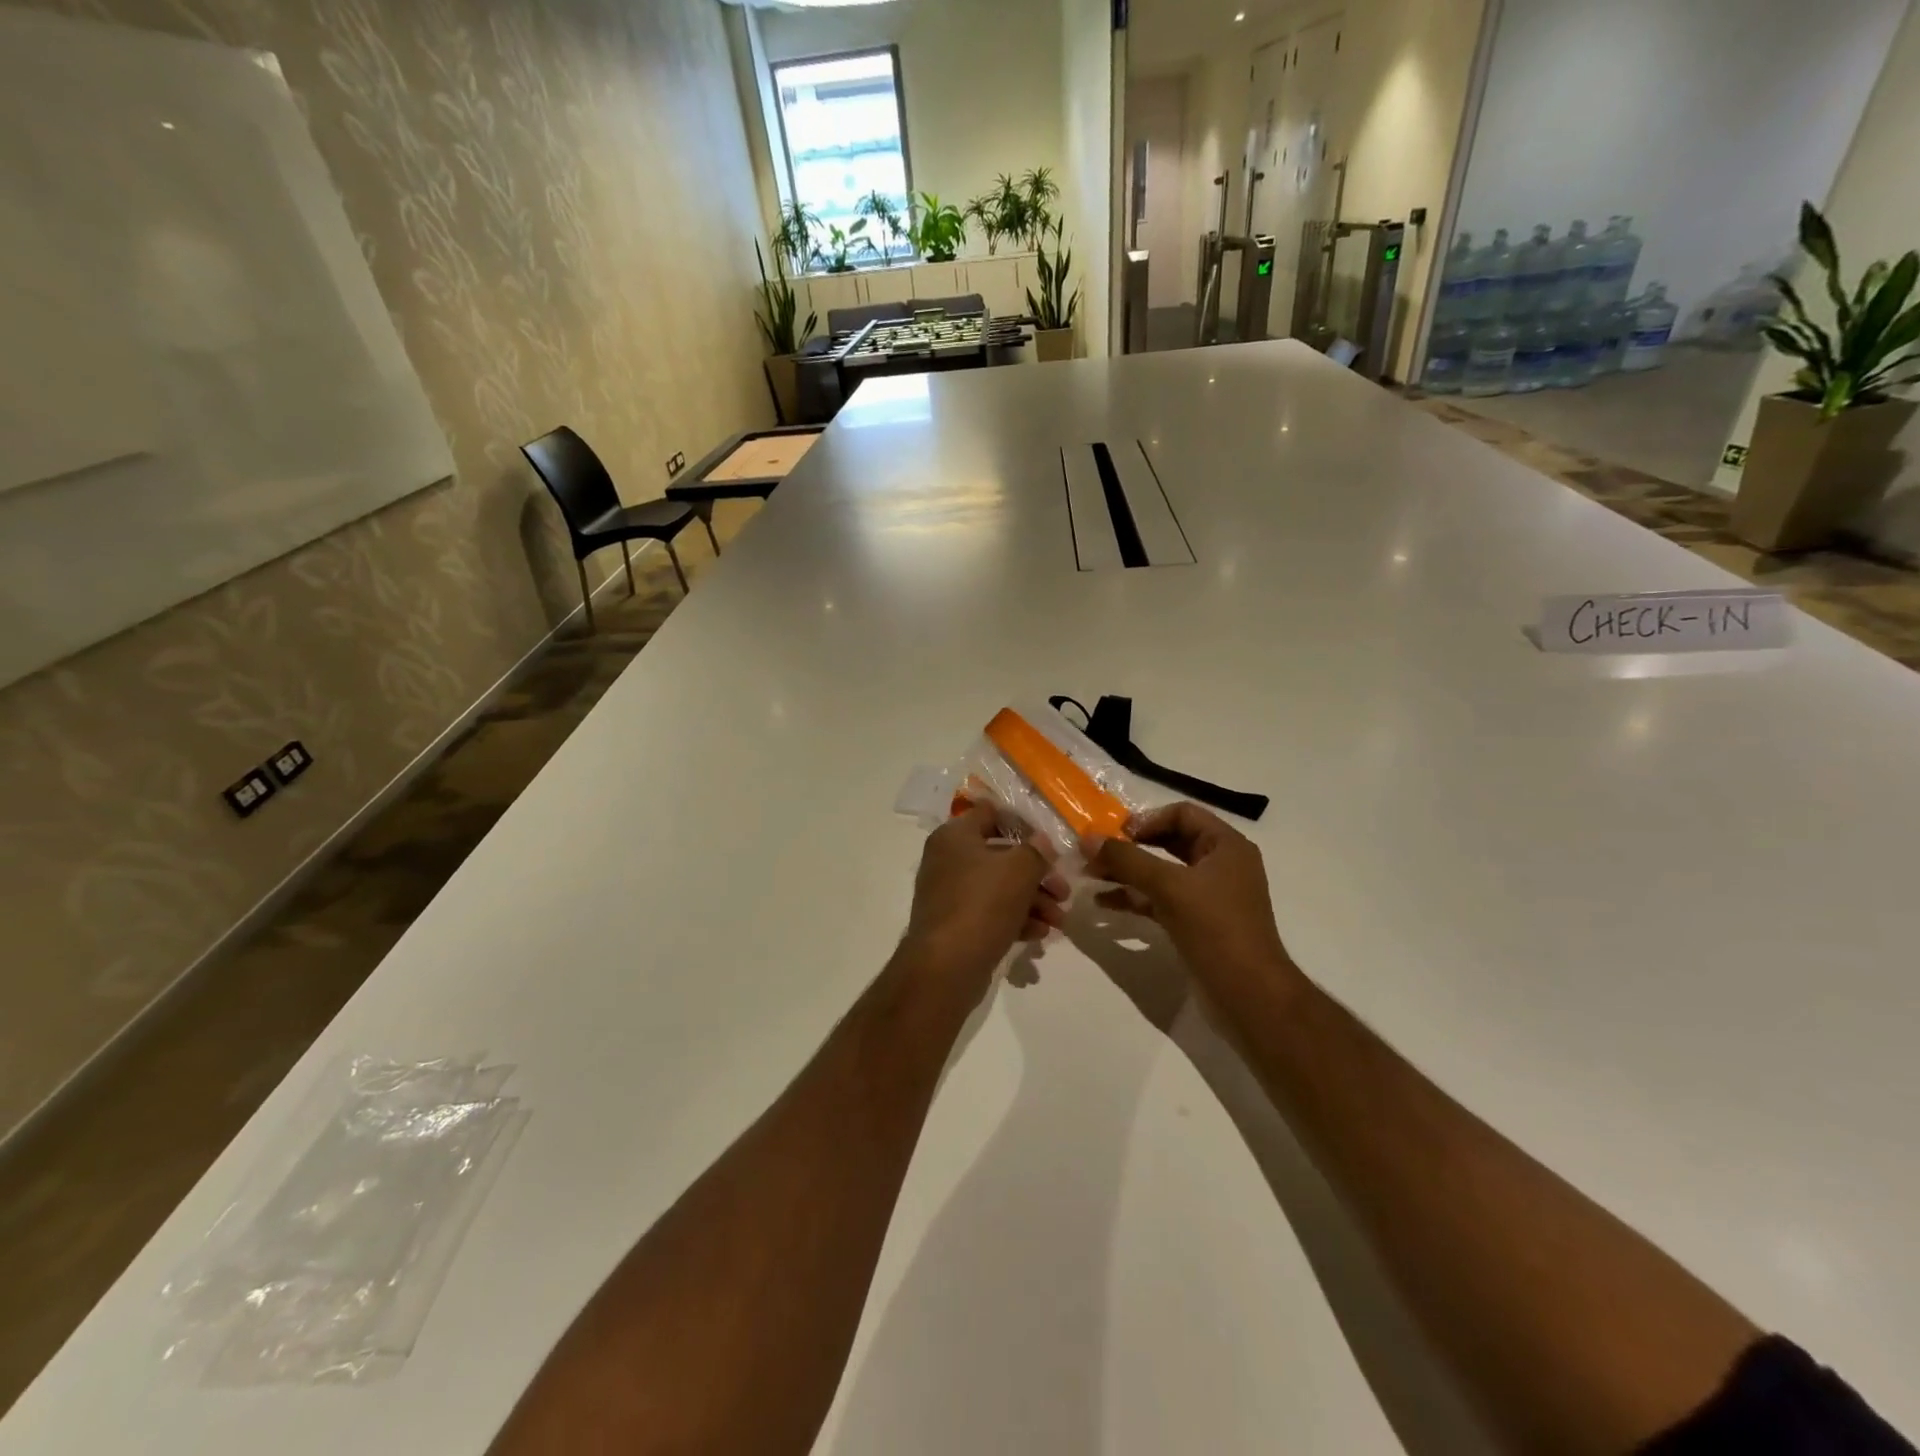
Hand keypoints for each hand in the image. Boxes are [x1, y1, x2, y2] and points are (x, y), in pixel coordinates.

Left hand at [903, 803, 1069, 988]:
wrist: (946, 967)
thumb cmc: (982, 904)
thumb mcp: (1019, 870)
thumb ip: (1036, 851)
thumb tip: (1042, 842)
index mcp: (955, 836)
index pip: (990, 813)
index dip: (1023, 823)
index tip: (1050, 841)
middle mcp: (948, 860)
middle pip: (1002, 856)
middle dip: (1038, 875)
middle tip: (1064, 892)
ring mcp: (950, 894)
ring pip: (1000, 888)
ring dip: (1033, 902)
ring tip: (1058, 922)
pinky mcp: (956, 925)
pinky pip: (991, 914)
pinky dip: (1016, 920)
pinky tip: (1039, 935)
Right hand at [1086, 803, 1299, 1001]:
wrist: (1249, 995)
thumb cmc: (1216, 929)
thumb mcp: (1169, 887)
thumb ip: (1127, 860)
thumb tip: (1088, 838)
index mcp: (1226, 846)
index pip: (1182, 814)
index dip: (1147, 820)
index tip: (1115, 835)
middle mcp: (1220, 865)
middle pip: (1169, 841)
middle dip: (1130, 847)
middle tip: (1095, 854)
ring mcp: (1209, 896)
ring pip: (1162, 872)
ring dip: (1127, 873)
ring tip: (1091, 877)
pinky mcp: (1197, 922)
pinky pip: (1161, 899)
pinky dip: (1135, 897)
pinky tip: (1105, 903)